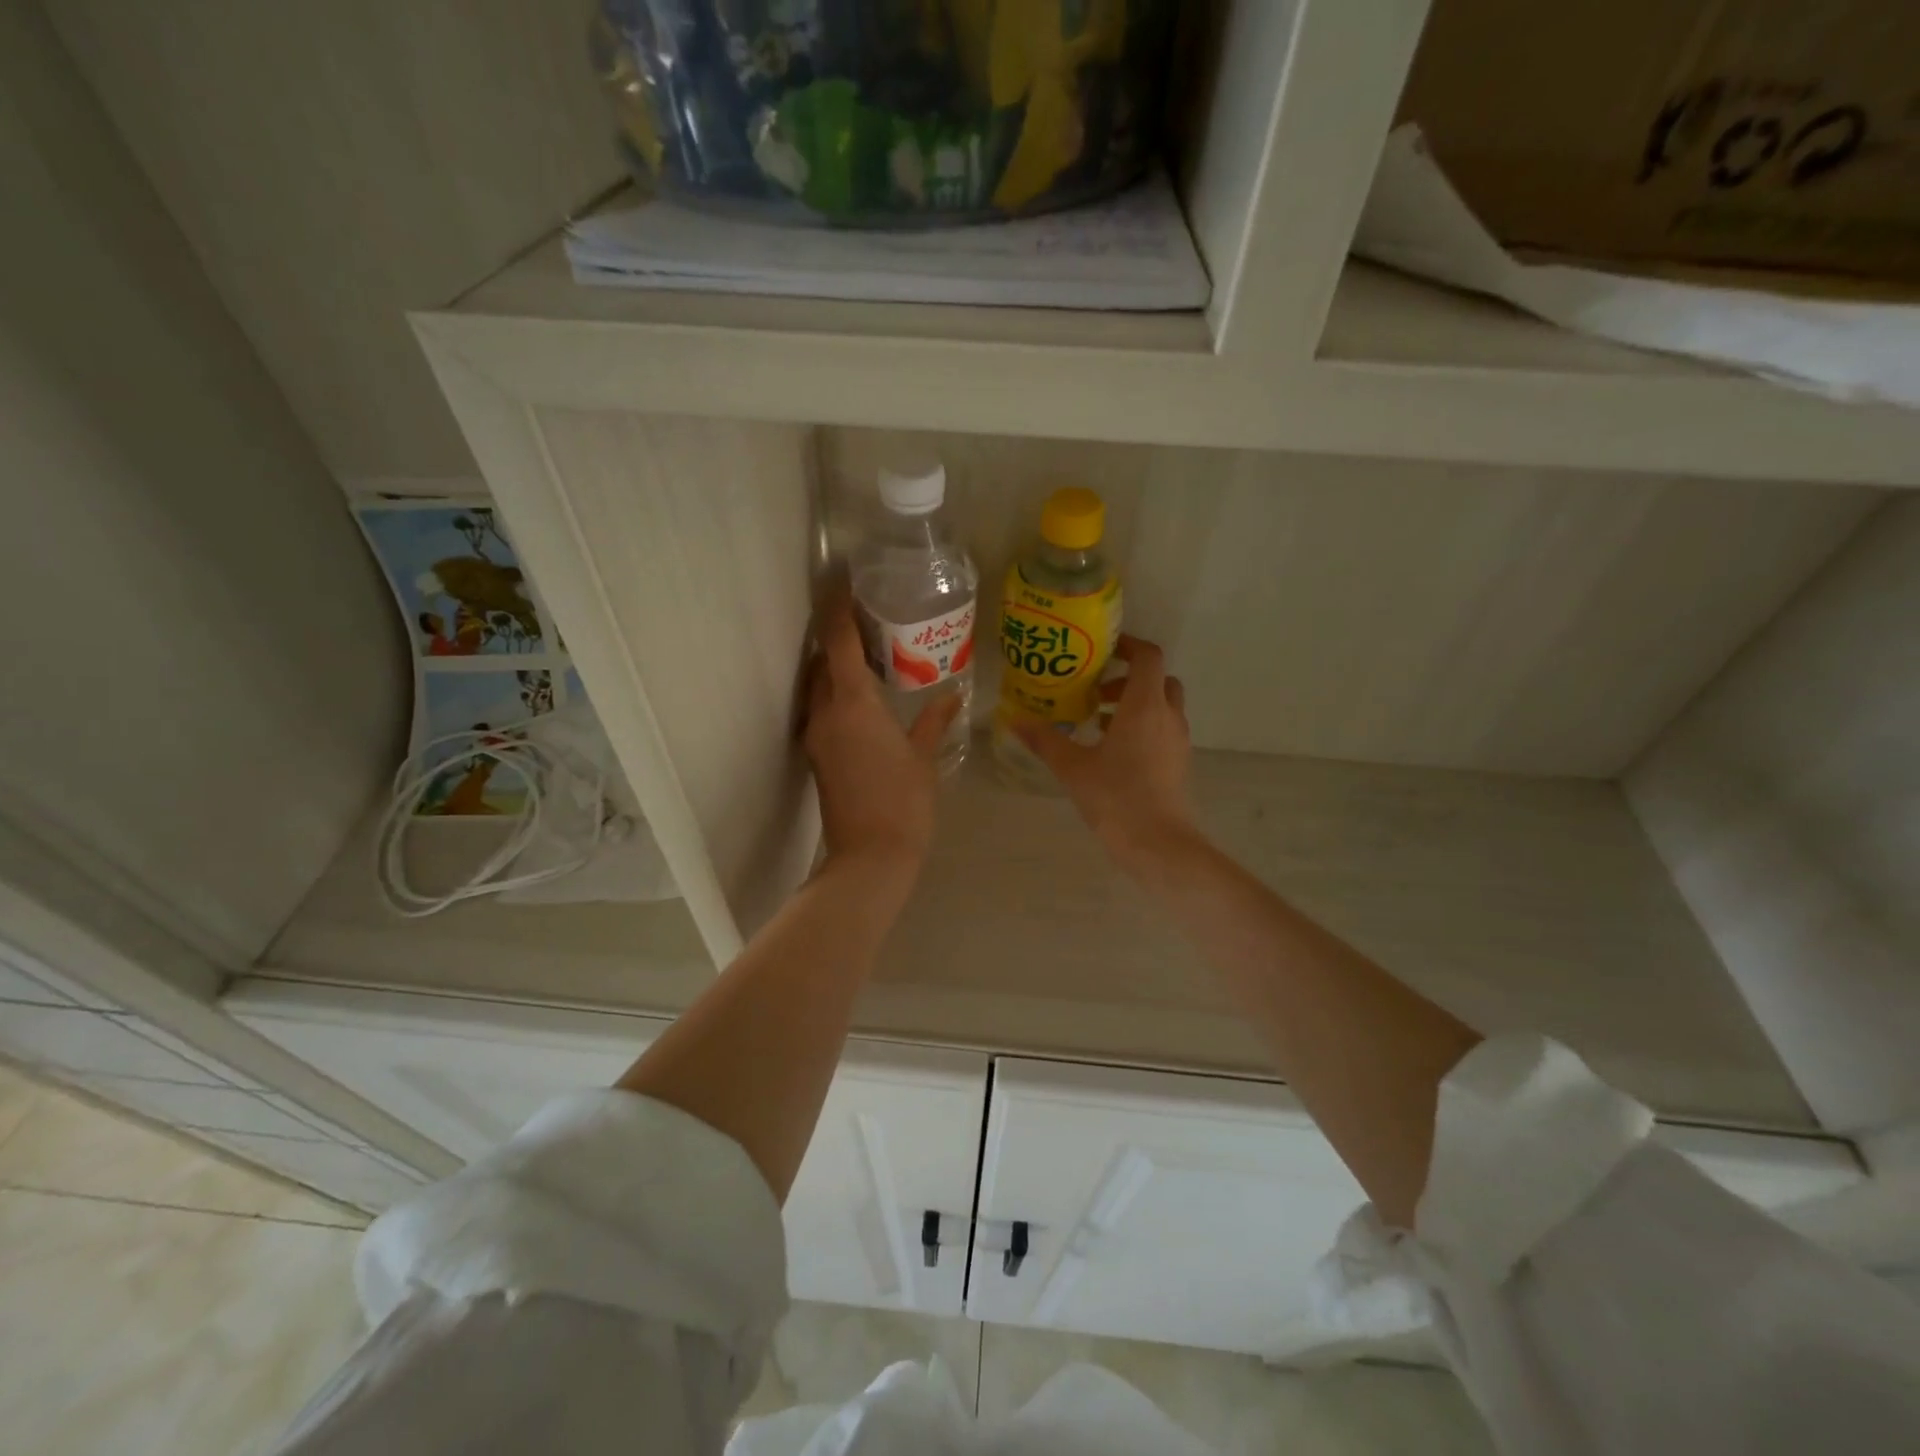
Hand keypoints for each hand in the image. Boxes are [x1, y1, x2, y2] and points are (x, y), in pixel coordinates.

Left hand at [803, 592, 961, 875]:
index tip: (843, 582)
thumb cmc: (904, 802)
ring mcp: (817, 734)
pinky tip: (863, 697)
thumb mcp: (924, 757)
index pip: (838, 642)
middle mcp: (826, 712)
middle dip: (838, 636)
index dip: (838, 608)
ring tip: (869, 655)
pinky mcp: (816, 754)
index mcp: (853, 704)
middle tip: (869, 620)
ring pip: (819, 685)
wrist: (869, 856)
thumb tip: (951, 696)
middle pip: (822, 660)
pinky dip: (836, 692)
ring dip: (836, 665)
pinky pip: (822, 708)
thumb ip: (934, 721)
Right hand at [1014, 636, 1200, 871]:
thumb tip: (1015, 719)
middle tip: (1096, 692)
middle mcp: (1168, 716)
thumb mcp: (1072, 767)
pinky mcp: (1180, 763)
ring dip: (1135, 704)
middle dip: (1129, 678)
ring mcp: (1178, 740)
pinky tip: (1113, 752)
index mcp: (1144, 705)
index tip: (1103, 650)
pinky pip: (1164, 729)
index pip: (1148, 657)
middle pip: (1158, 679)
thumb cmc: (1116, 797)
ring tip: (1098, 723)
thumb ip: (1044, 740)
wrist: (1159, 844)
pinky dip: (1143, 726)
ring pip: (1162, 706)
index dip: (1129, 645)